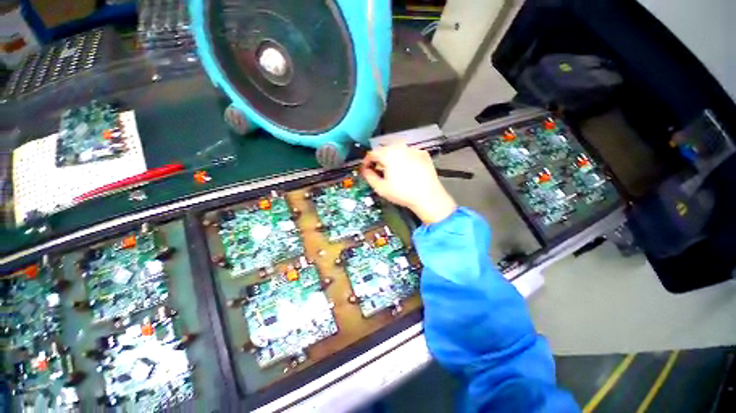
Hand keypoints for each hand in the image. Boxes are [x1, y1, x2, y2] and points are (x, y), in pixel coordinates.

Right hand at [361, 144, 456, 223]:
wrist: (428, 196)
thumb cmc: (402, 193)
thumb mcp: (381, 188)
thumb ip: (369, 177)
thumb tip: (365, 170)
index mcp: (389, 154)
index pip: (372, 153)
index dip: (367, 161)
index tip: (366, 169)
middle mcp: (401, 147)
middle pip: (385, 150)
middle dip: (379, 159)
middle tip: (379, 171)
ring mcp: (414, 149)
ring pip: (397, 151)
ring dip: (392, 158)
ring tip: (394, 171)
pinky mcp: (423, 154)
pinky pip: (409, 154)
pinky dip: (405, 159)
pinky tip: (407, 170)